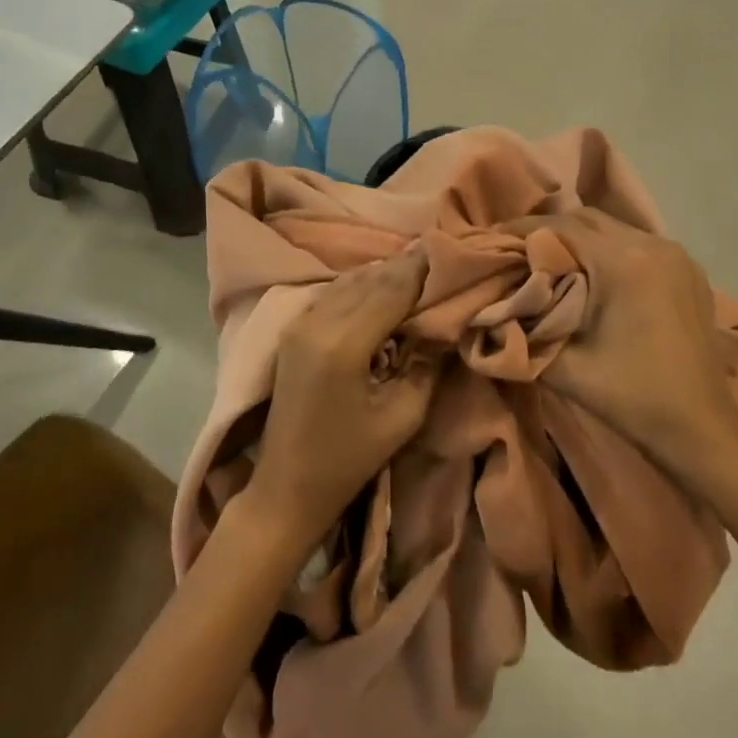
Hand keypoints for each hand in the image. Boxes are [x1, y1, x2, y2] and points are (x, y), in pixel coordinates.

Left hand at [241, 246, 437, 552]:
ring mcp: (300, 322)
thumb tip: (444, 326)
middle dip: (406, 266)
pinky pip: (334, 292)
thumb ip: (426, 365)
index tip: (451, 253)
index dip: (422, 269)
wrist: (286, 485)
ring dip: (383, 272)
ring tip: (418, 269)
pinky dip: (362, 284)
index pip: (391, 288)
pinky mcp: (293, 329)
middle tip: (440, 257)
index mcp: (344, 343)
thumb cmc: (349, 459)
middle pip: (370, 277)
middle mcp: (318, 321)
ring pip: (350, 280)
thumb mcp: (403, 417)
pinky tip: (383, 288)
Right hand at [516, 208, 737, 490]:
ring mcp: (675, 254)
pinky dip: (607, 249)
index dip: (521, 230)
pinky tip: (592, 273)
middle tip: (517, 249)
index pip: (560, 227)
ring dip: (578, 238)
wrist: (702, 427)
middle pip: (587, 219)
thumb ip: (522, 331)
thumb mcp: (564, 367)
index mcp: (623, 263)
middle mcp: (652, 245)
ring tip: (550, 259)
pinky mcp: (688, 268)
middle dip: (547, 230)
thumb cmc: (632, 397)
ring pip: (613, 228)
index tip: (492, 239)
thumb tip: (491, 307)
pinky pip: (636, 243)